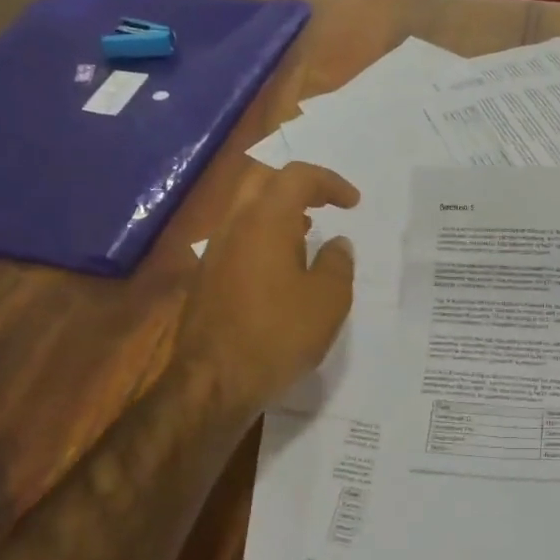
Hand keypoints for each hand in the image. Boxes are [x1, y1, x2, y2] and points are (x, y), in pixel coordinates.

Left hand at [175, 162, 359, 416]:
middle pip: (261, 180)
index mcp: (266, 221)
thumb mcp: (328, 300)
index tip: (353, 203)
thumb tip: (337, 244)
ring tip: (307, 234)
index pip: (297, 176)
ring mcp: (214, 251)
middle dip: (296, 184)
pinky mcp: (206, 278)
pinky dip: (263, 237)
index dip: (329, 182)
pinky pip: (237, 238)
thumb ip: (337, 263)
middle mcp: (234, 226)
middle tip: (324, 203)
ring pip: (245, 209)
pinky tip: (281, 268)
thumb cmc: (278, 334)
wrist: (214, 382)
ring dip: (278, 211)